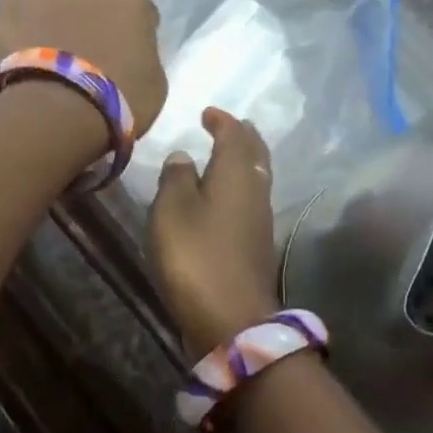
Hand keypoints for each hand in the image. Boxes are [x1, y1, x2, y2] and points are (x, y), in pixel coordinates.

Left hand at [0, 0, 166, 136]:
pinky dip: (22, 1)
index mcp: (130, 2)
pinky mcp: (13, 1)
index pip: (136, 0)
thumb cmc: (116, 103)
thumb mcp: (153, 84)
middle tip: (86, 14)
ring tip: (51, 13)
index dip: (130, 18)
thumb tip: (133, 52)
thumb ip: (144, 55)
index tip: (125, 38)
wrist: (58, 109)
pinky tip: (23, 20)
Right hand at [147, 108, 281, 356]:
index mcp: (236, 176)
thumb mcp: (172, 212)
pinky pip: (252, 201)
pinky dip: (241, 187)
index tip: (209, 112)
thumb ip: (176, 178)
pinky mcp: (257, 246)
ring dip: (245, 160)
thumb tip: (184, 156)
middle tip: (229, 126)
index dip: (223, 121)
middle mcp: (255, 192)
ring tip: (228, 154)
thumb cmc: (196, 258)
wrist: (231, 320)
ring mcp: (260, 221)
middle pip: (255, 155)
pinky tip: (227, 197)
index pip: (234, 136)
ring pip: (257, 178)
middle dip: (242, 137)